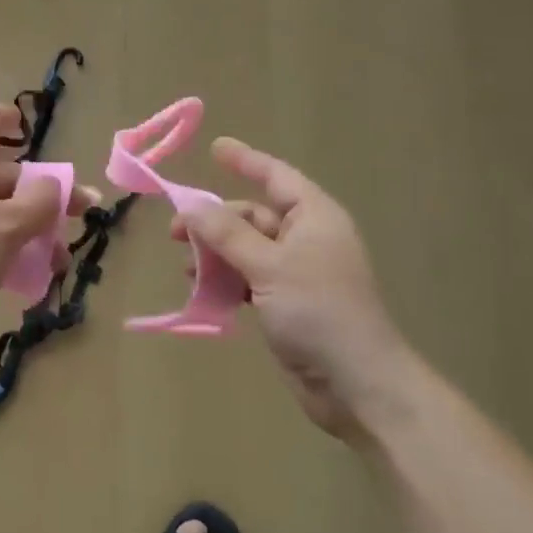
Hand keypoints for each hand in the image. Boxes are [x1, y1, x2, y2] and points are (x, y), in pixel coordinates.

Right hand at [176, 138, 408, 441]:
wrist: (357, 384)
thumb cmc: (319, 312)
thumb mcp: (269, 266)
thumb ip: (227, 234)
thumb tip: (192, 206)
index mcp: (314, 218)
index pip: (276, 177)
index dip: (245, 160)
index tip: (215, 147)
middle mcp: (306, 239)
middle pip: (253, 216)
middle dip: (215, 221)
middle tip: (175, 232)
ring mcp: (297, 273)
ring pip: (246, 249)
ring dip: (215, 254)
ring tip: (186, 266)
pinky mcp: (287, 304)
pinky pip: (248, 278)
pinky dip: (226, 280)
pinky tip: (202, 290)